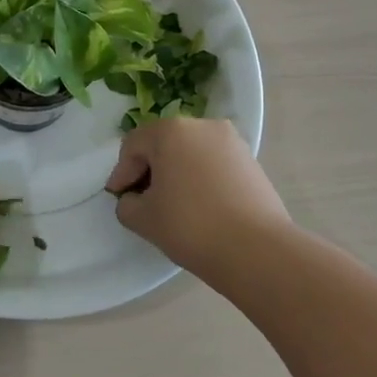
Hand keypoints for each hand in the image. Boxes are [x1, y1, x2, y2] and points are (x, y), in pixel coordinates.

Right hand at [105, 118, 293, 278]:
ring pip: (191, 153)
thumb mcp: (143, 218)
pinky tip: (201, 207)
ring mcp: (232, 142)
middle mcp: (203, 126)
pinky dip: (201, 179)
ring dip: (177, 173)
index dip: (121, 172)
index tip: (119, 198)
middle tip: (142, 200)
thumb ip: (126, 204)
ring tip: (173, 205)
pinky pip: (214, 164)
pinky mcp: (252, 162)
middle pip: (164, 144)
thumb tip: (135, 200)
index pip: (134, 145)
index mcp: (171, 130)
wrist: (257, 250)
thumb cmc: (191, 225)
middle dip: (150, 169)